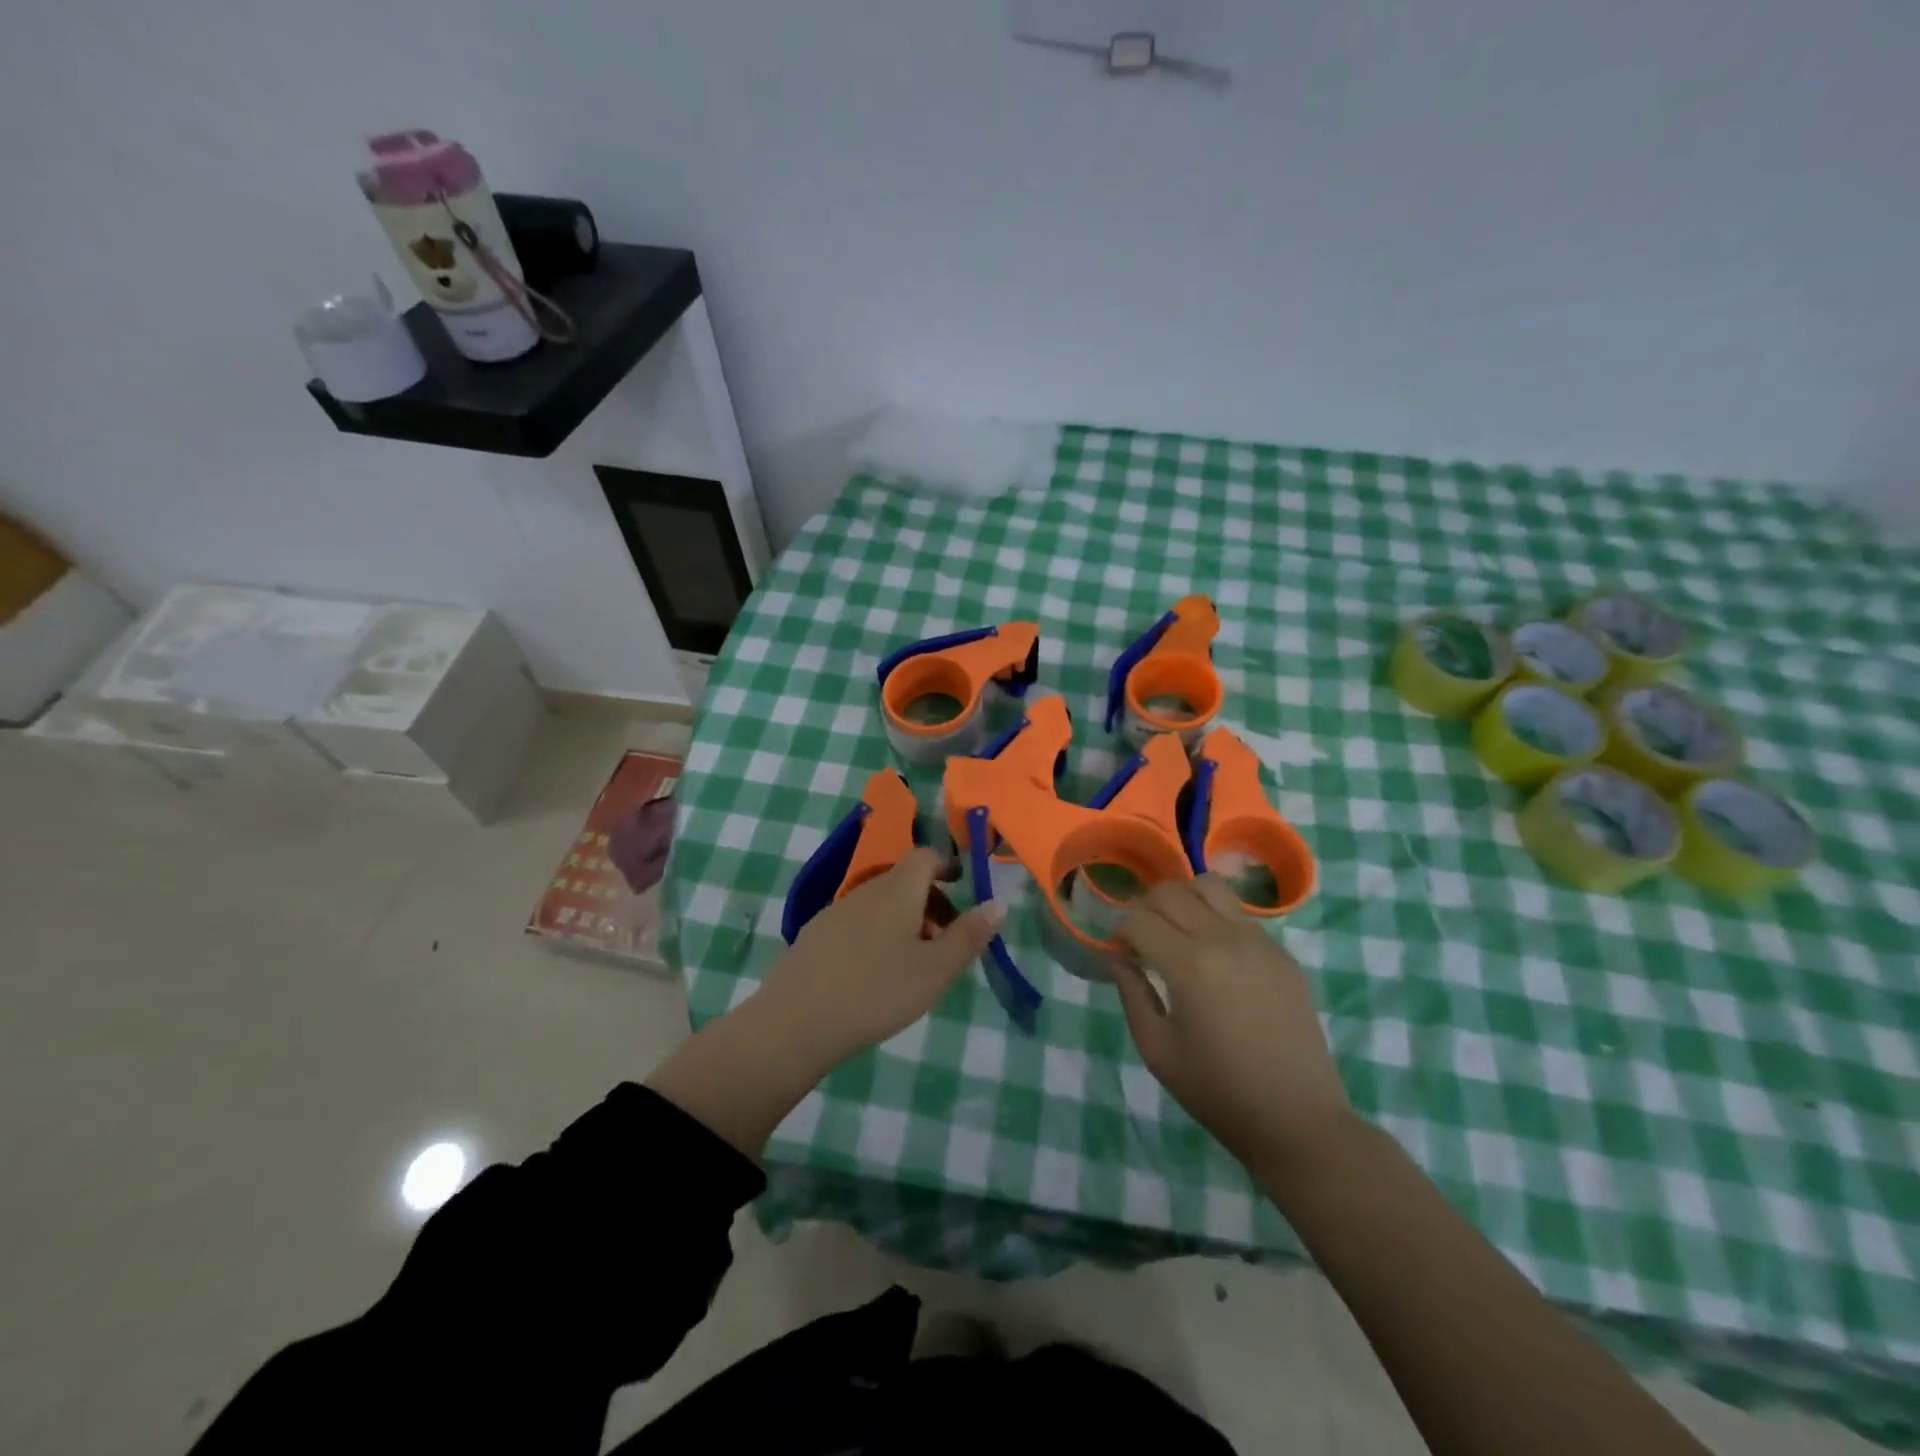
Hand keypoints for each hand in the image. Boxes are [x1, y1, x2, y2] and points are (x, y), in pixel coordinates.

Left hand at [756, 848, 1004, 1070]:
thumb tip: (998, 903)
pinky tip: (875, 975)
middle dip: (931, 901)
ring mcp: (835, 911)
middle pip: (904, 881)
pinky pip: (857, 922)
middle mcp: (865, 890)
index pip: (925, 856)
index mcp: (897, 889)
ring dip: (904, 920)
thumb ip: (968, 935)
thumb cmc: (876, 992)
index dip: (947, 865)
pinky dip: (877, 934)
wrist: (795, 1023)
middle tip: (946, 940)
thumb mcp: (935, 970)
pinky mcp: (814, 935)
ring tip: (915, 964)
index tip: (964, 887)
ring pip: (880, 903)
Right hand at [1113, 876, 1355, 1180]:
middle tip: (1143, 942)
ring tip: (1179, 934)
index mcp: (1189, 964)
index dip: (1119, 933)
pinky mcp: (1282, 953)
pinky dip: (1216, 919)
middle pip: (1171, 891)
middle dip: (1146, 909)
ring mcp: (1258, 942)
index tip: (1120, 956)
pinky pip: (1239, 914)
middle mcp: (1224, 939)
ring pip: (1209, 886)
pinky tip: (1216, 958)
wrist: (1297, 1120)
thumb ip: (1131, 994)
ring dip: (1184, 901)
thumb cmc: (1218, 1092)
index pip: (1138, 919)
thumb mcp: (1157, 1051)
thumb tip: (1117, 957)